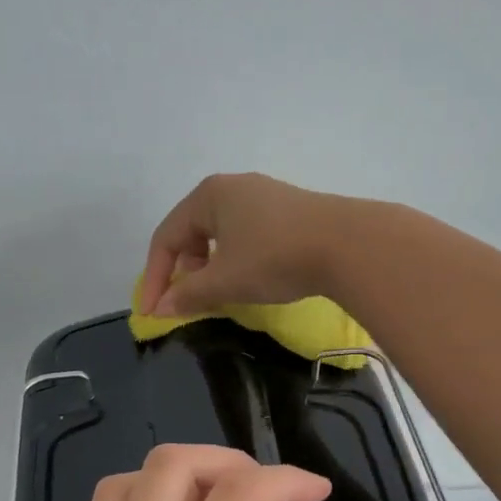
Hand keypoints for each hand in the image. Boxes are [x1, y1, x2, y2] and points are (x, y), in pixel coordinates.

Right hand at [139, 172, 343, 316]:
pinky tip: (248, 278)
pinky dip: (235, 258)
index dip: (155, 278)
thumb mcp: (224, 281)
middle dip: (183, 270)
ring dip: (209, 267)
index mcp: (207, 195)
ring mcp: (262, 195)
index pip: (165, 238)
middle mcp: (231, 187)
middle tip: (188, 301)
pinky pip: (245, 233)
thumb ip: (188, 295)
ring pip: (219, 234)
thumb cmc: (274, 257)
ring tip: (218, 293)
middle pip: (191, 232)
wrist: (348, 244)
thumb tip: (160, 310)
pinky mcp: (287, 209)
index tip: (152, 313)